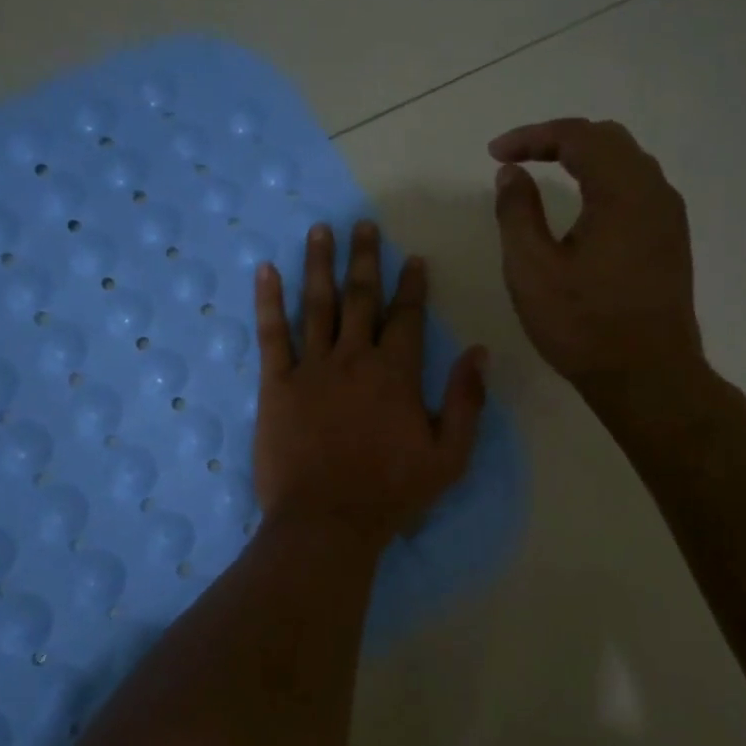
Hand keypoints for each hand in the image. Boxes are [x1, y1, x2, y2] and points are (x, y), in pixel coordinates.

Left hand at [253, 221, 486, 551]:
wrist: (327, 522)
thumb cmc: (391, 493)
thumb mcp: (449, 456)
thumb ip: (467, 402)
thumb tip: (480, 352)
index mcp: (396, 373)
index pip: (407, 317)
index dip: (412, 286)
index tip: (413, 259)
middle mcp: (354, 358)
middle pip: (361, 298)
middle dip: (365, 258)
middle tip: (363, 224)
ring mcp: (311, 368)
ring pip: (317, 304)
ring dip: (319, 264)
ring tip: (320, 230)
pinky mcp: (275, 385)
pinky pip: (271, 334)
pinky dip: (268, 300)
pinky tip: (265, 270)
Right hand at [489, 118, 712, 417]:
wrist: (647, 377)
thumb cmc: (583, 325)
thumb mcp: (532, 269)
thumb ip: (517, 212)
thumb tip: (512, 174)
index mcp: (622, 191)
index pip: (577, 137)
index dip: (531, 136)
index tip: (495, 154)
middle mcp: (654, 192)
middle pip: (607, 140)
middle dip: (559, 140)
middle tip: (518, 158)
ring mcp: (669, 217)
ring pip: (627, 163)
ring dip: (584, 159)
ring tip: (546, 174)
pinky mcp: (671, 241)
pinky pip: (637, 190)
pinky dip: (604, 182)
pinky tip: (582, 208)